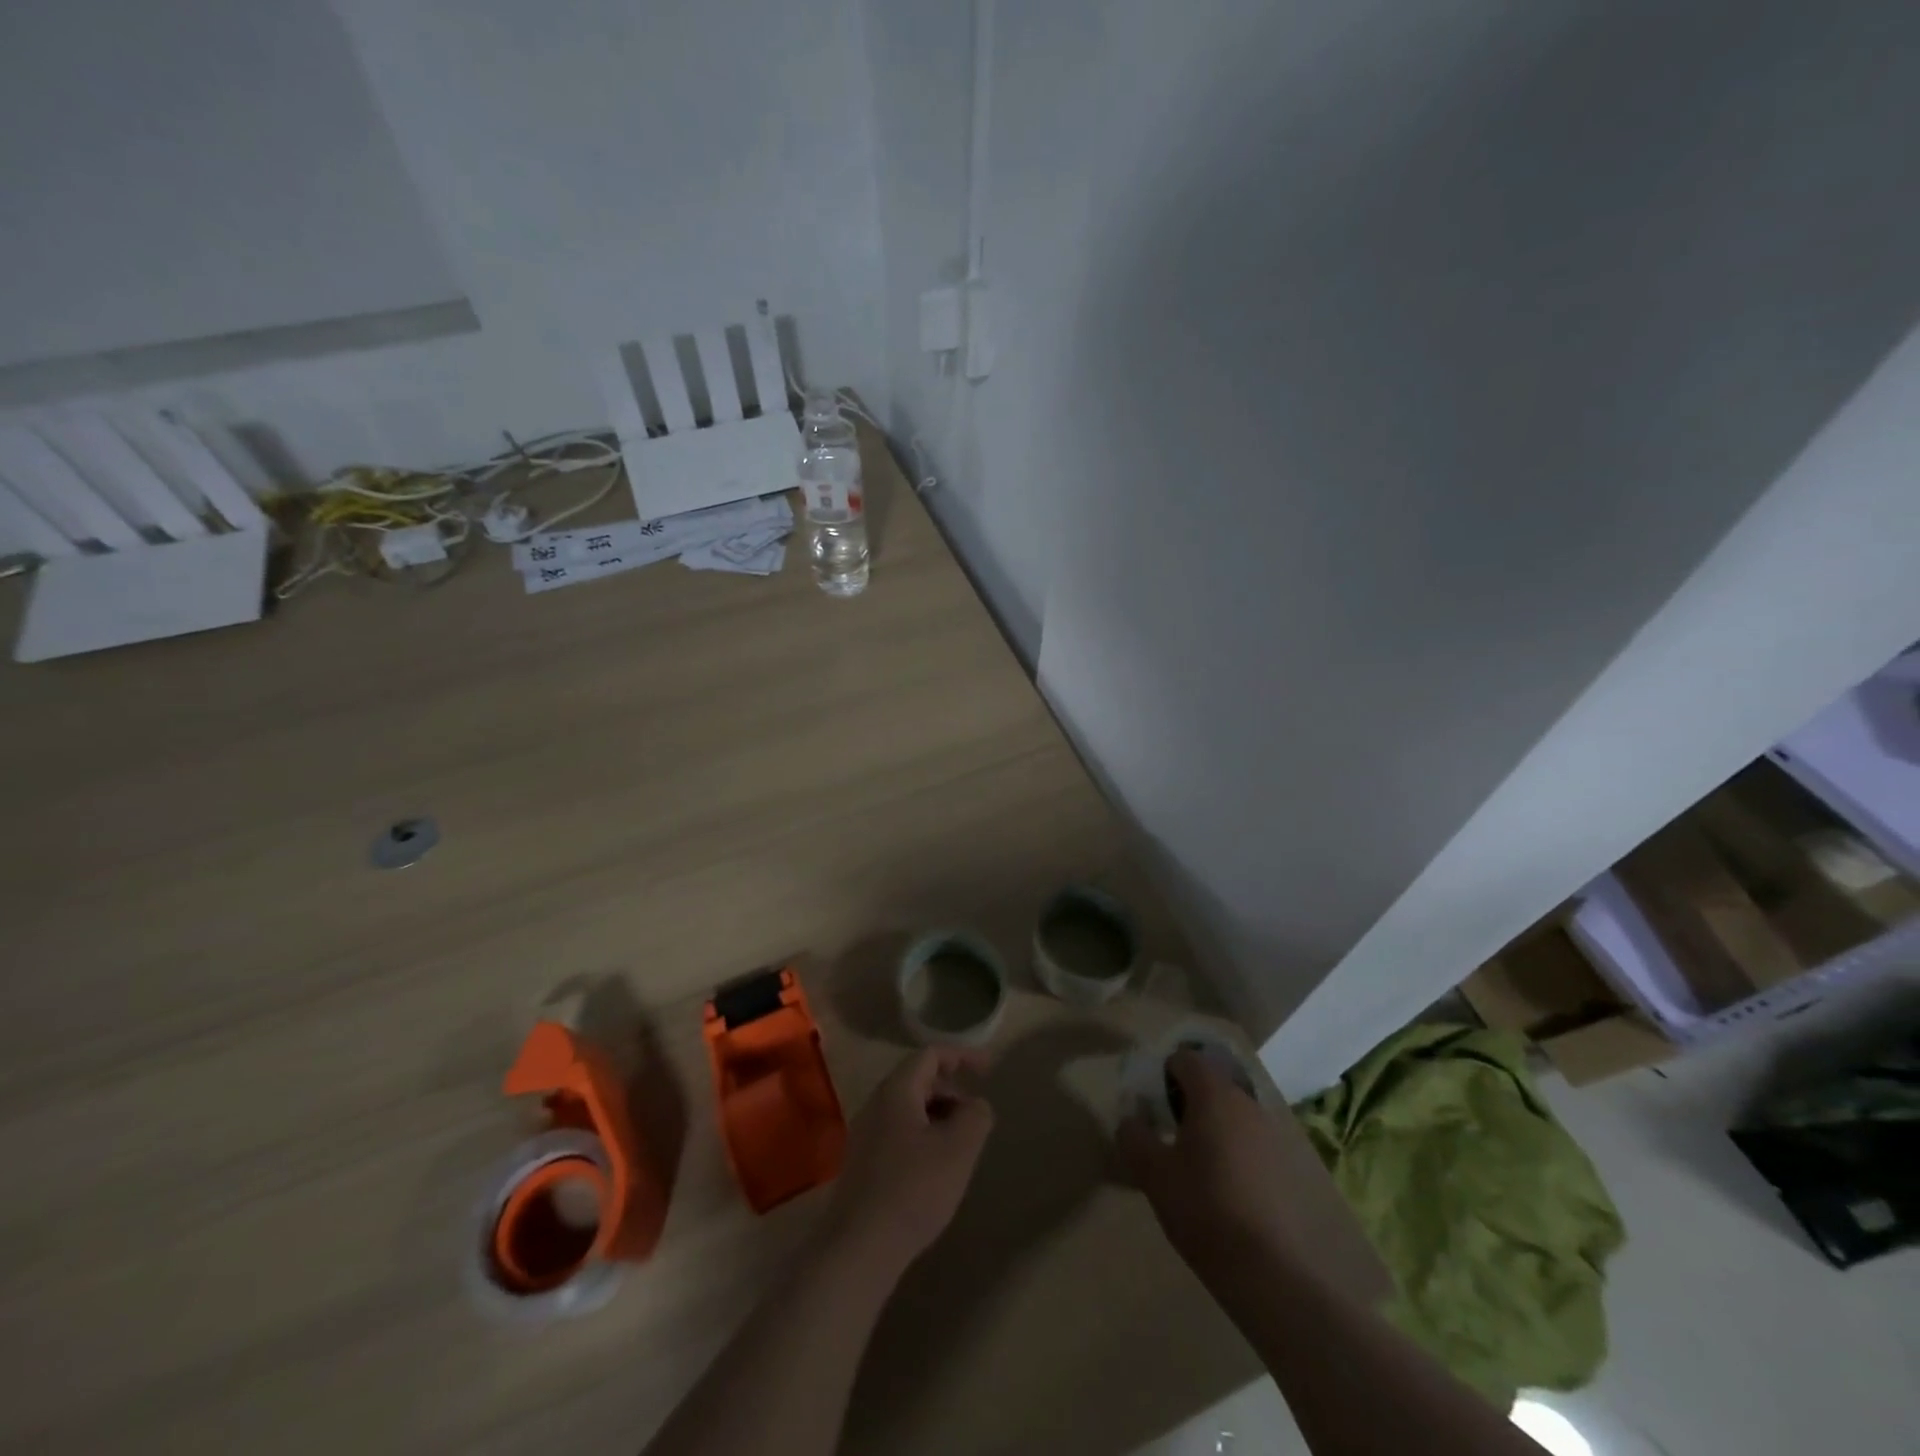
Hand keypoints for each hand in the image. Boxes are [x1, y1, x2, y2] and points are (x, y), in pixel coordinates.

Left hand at [824, 1048, 994, 1280]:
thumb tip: (977, 1104)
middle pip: (918, 1080)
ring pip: (908, 1109)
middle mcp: (876, 1104)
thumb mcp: (959, 1150)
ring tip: (961, 1145)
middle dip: (952, 1091)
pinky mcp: (862, 1164)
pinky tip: (936, 1170)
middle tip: (976, 1116)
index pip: (930, 1055)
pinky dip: (923, 1137)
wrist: (859, 1248)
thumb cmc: (914, 1189)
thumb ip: (975, 1117)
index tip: (989, 1069)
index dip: (962, 1056)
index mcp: (896, 1090)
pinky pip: (898, 1133)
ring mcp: (865, 1134)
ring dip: (938, 1116)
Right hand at [1119, 1051, 1386, 1301]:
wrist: (1266, 1270)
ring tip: (1193, 1161)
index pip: (1186, 1059)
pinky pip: (1250, 1139)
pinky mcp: (1285, 1165)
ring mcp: (1271, 1134)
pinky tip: (1222, 1184)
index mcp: (1214, 1094)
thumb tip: (1131, 1121)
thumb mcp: (1152, 1172)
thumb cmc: (1202, 1208)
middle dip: (1187, 1099)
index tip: (1151, 1105)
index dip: (1164, 1074)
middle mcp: (1246, 1103)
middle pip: (1211, 1083)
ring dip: (1211, 1123)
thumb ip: (1134, 1136)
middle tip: (1167, 1132)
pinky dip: (1232, 1147)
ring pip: (1232, 1112)